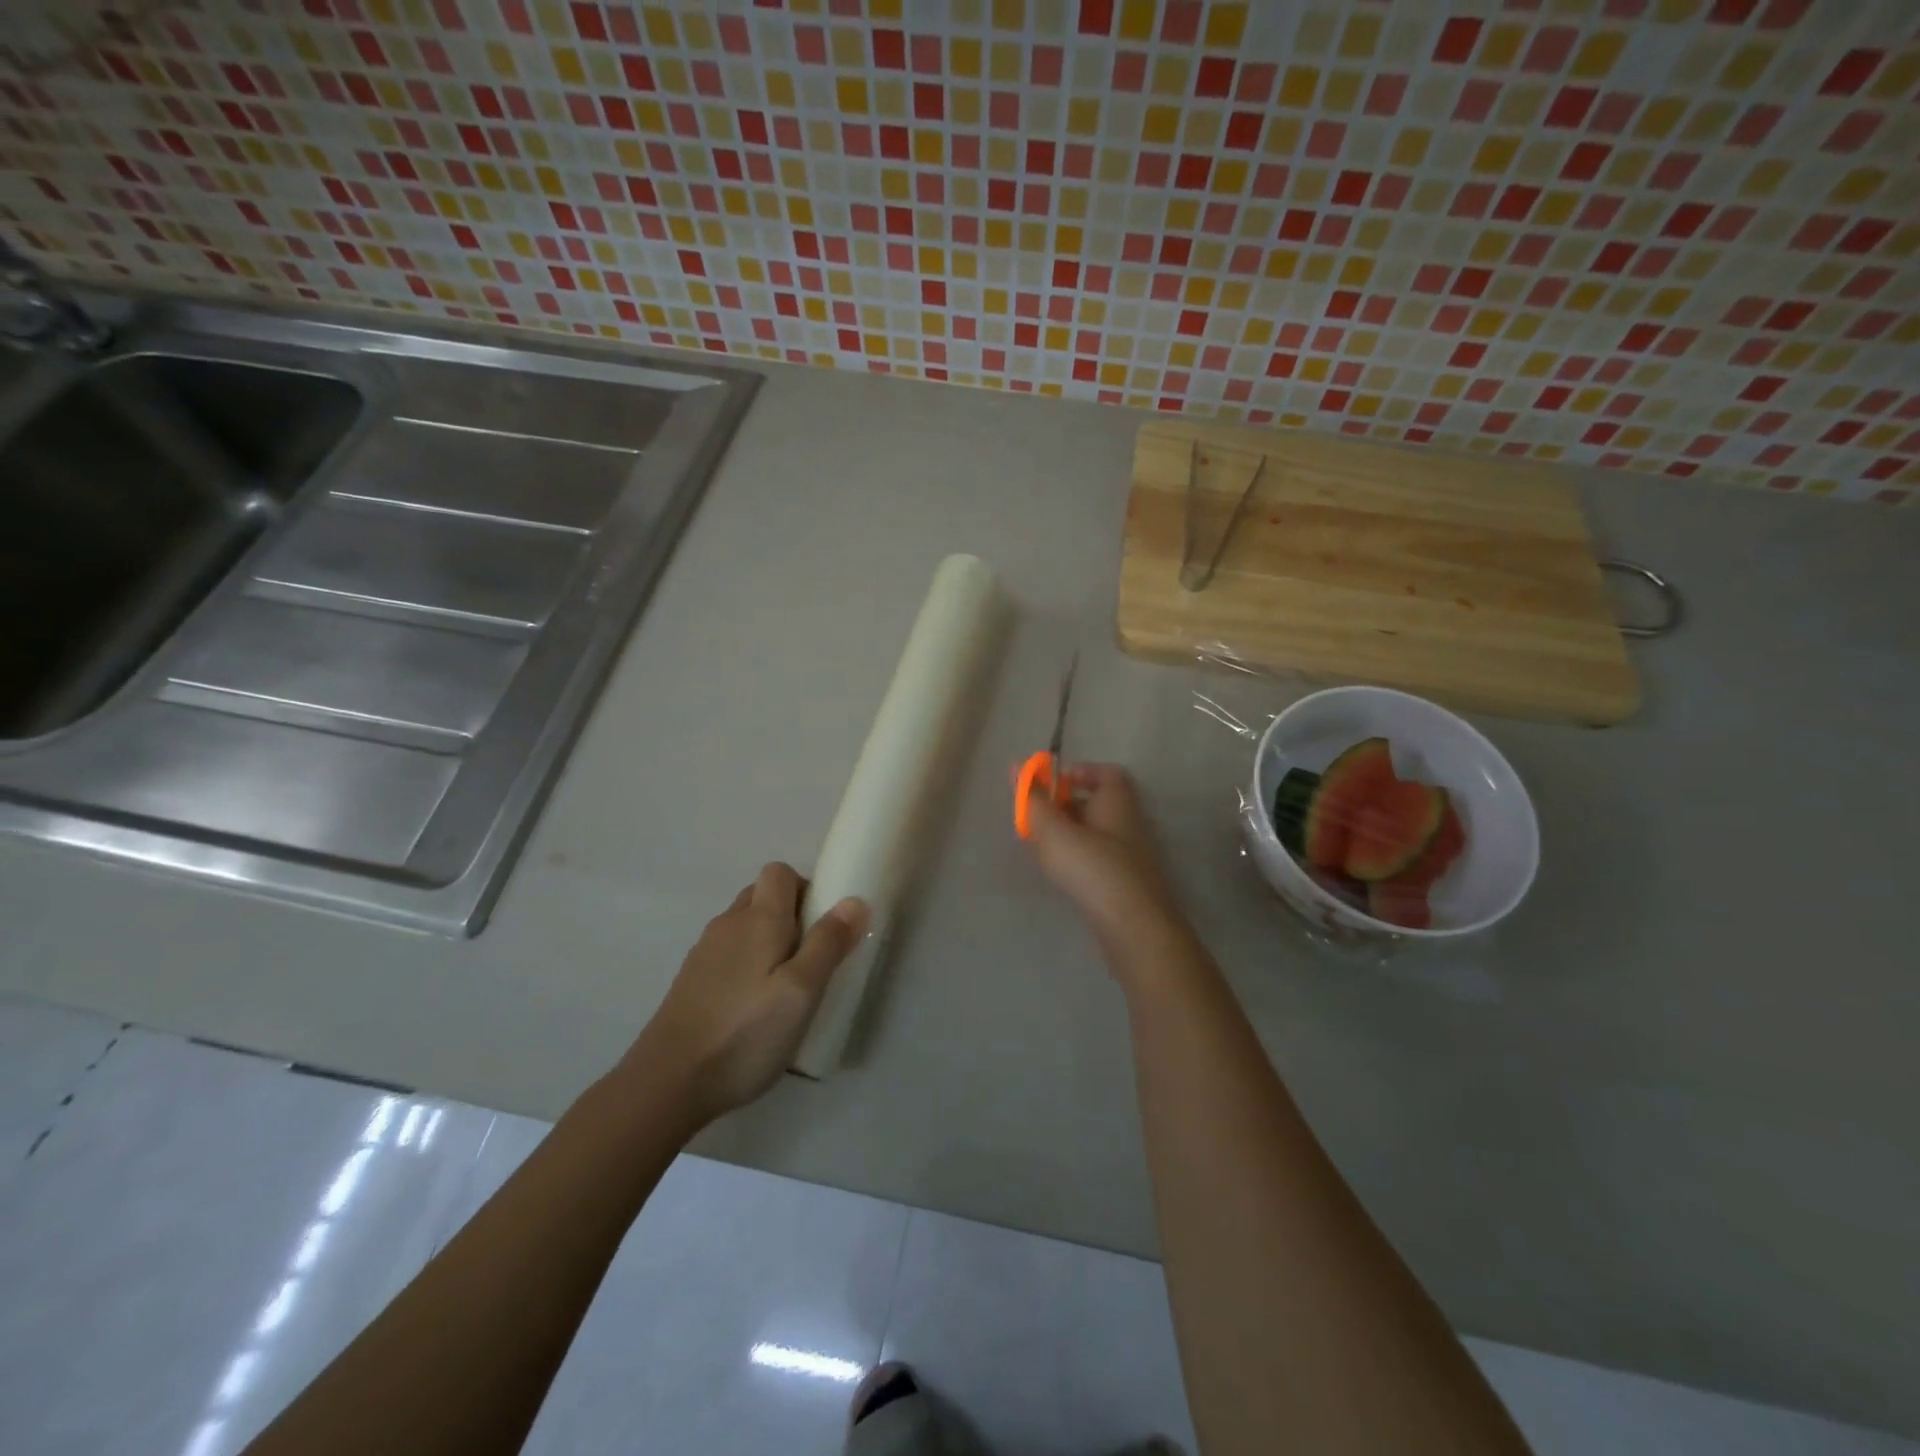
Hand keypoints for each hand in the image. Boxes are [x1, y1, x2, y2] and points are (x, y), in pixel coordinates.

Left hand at [624, 863, 865, 1126]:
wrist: (667, 1083)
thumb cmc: (745, 1034)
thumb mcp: (802, 992)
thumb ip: (828, 943)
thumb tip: (854, 900)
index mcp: (758, 919)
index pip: (779, 872)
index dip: (805, 889)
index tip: (822, 926)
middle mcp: (728, 925)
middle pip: (761, 896)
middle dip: (790, 915)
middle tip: (809, 959)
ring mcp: (704, 952)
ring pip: (744, 926)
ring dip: (768, 942)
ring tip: (784, 989)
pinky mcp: (691, 981)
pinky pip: (728, 954)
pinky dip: (746, 966)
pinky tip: (752, 1008)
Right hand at [1025, 763, 1186, 955]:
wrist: (1134, 928)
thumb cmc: (1093, 868)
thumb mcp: (1054, 831)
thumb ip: (1033, 800)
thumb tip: (1015, 766)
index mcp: (1117, 802)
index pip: (1106, 774)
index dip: (1079, 773)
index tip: (1051, 783)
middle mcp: (1128, 823)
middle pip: (1095, 804)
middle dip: (1063, 807)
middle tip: (1034, 818)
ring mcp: (1130, 856)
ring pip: (1094, 834)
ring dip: (1066, 836)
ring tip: (1038, 848)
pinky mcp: (1125, 883)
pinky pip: (1096, 860)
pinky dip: (1075, 859)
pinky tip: (1057, 873)